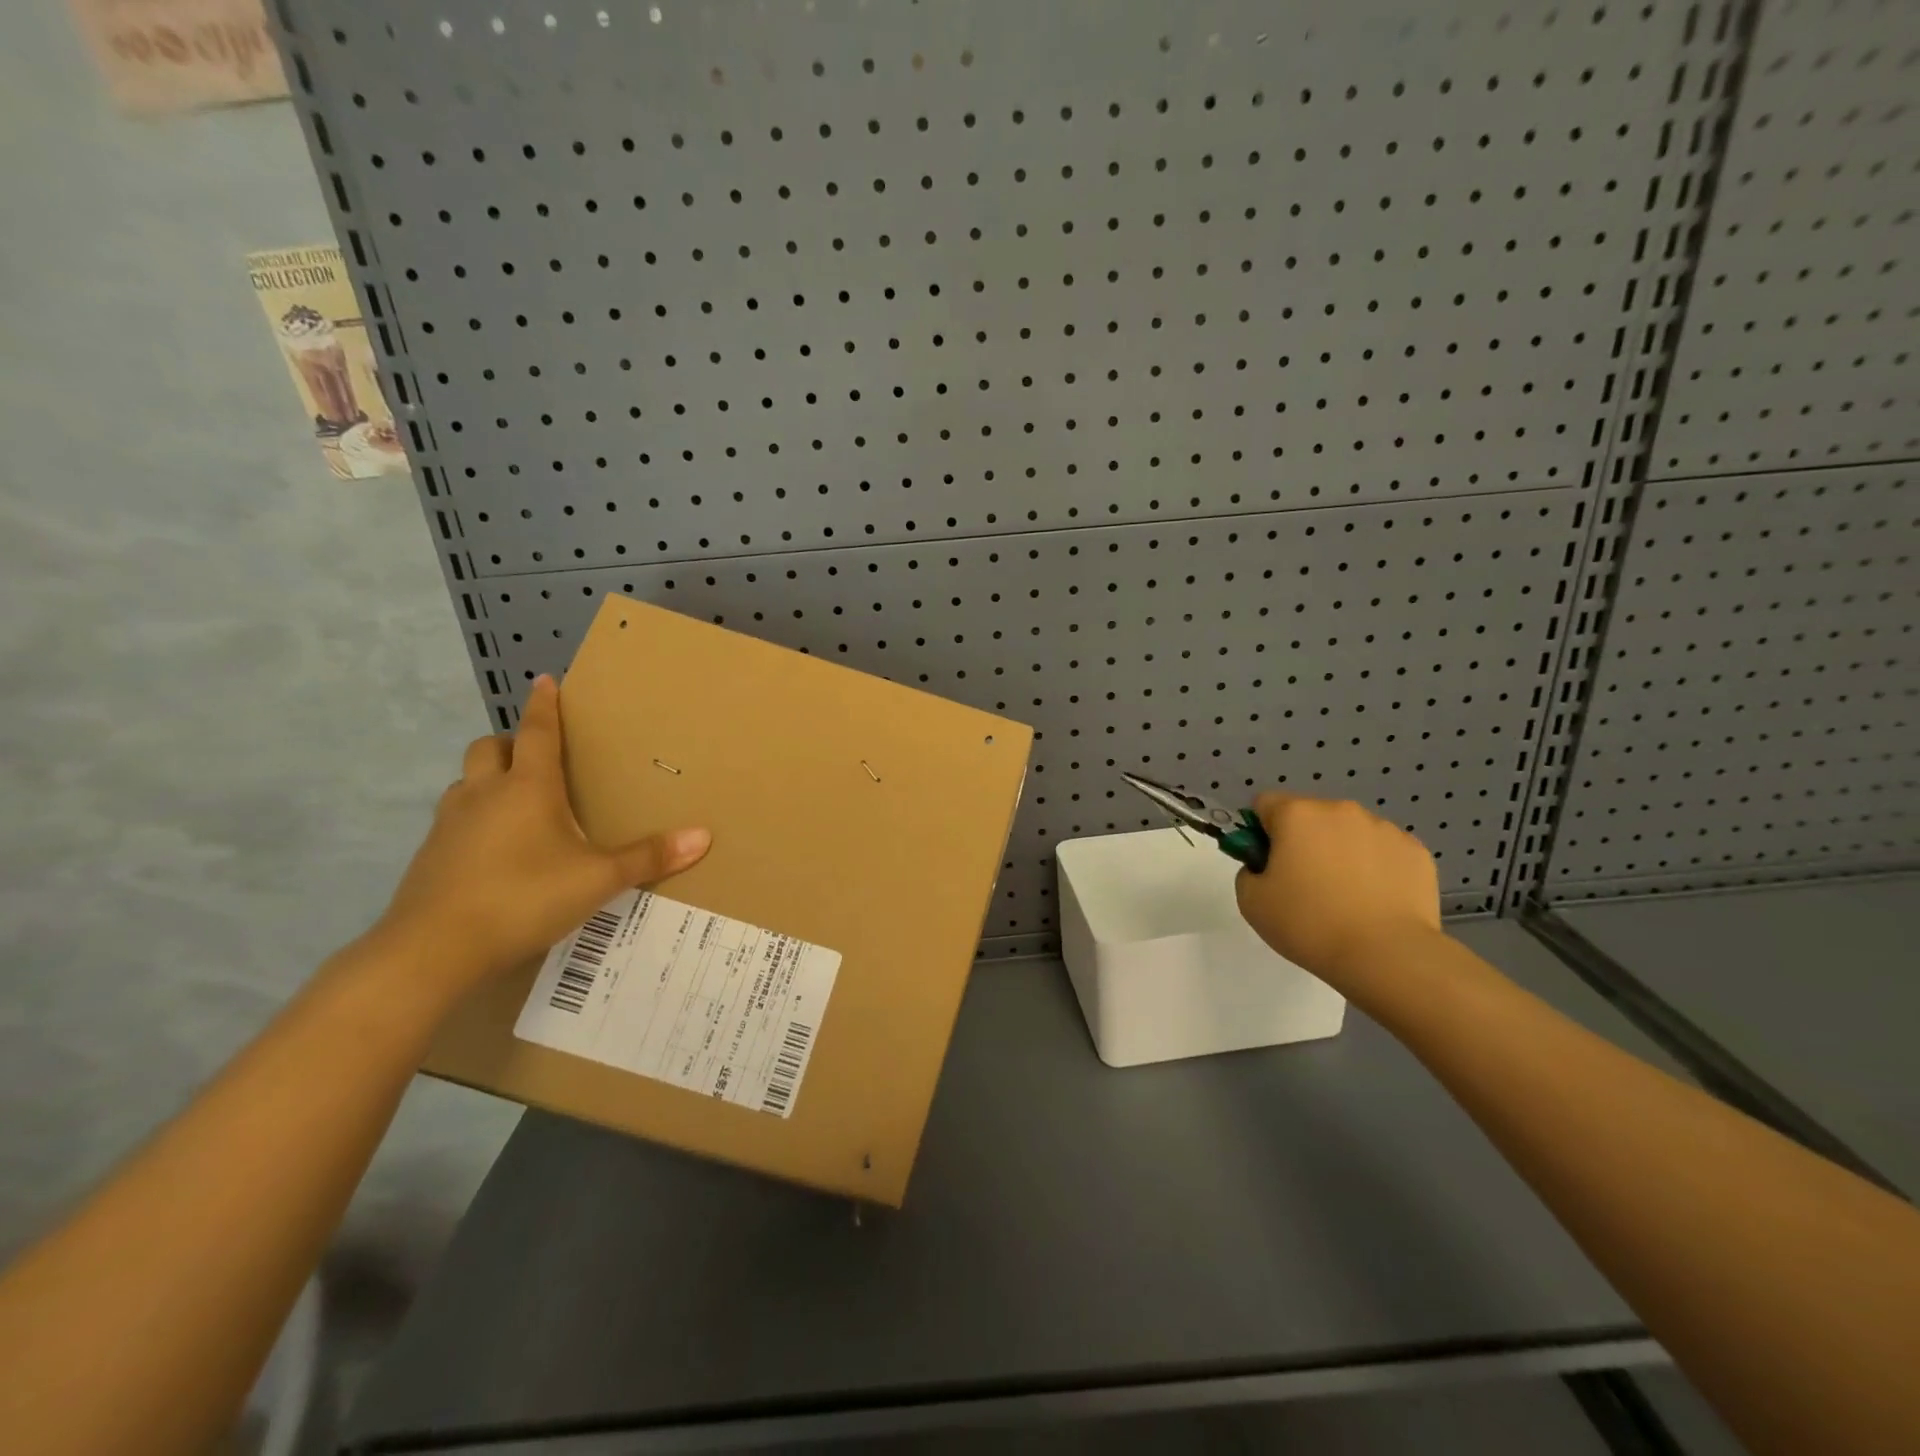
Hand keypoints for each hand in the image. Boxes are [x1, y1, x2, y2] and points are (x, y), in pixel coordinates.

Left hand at [374, 675, 710, 991]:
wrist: (432, 951)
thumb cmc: (523, 898)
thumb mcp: (597, 879)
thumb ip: (648, 857)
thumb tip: (703, 836)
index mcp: (527, 788)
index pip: (536, 732)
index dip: (544, 706)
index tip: (545, 680)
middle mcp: (484, 794)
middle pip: (489, 748)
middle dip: (509, 742)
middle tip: (534, 754)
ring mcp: (449, 824)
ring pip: (465, 783)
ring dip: (488, 779)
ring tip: (516, 801)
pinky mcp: (430, 856)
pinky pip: (454, 819)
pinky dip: (474, 818)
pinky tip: (495, 850)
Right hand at [1234, 792, 1441, 987]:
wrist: (1387, 956)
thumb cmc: (1309, 924)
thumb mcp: (1251, 902)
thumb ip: (1249, 871)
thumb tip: (1266, 866)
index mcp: (1296, 814)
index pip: (1265, 804)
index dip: (1260, 831)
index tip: (1267, 863)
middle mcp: (1340, 810)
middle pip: (1310, 816)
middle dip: (1303, 841)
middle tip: (1304, 885)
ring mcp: (1383, 828)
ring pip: (1349, 832)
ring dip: (1340, 852)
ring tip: (1346, 898)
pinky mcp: (1416, 851)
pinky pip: (1383, 851)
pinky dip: (1375, 868)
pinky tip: (1376, 902)